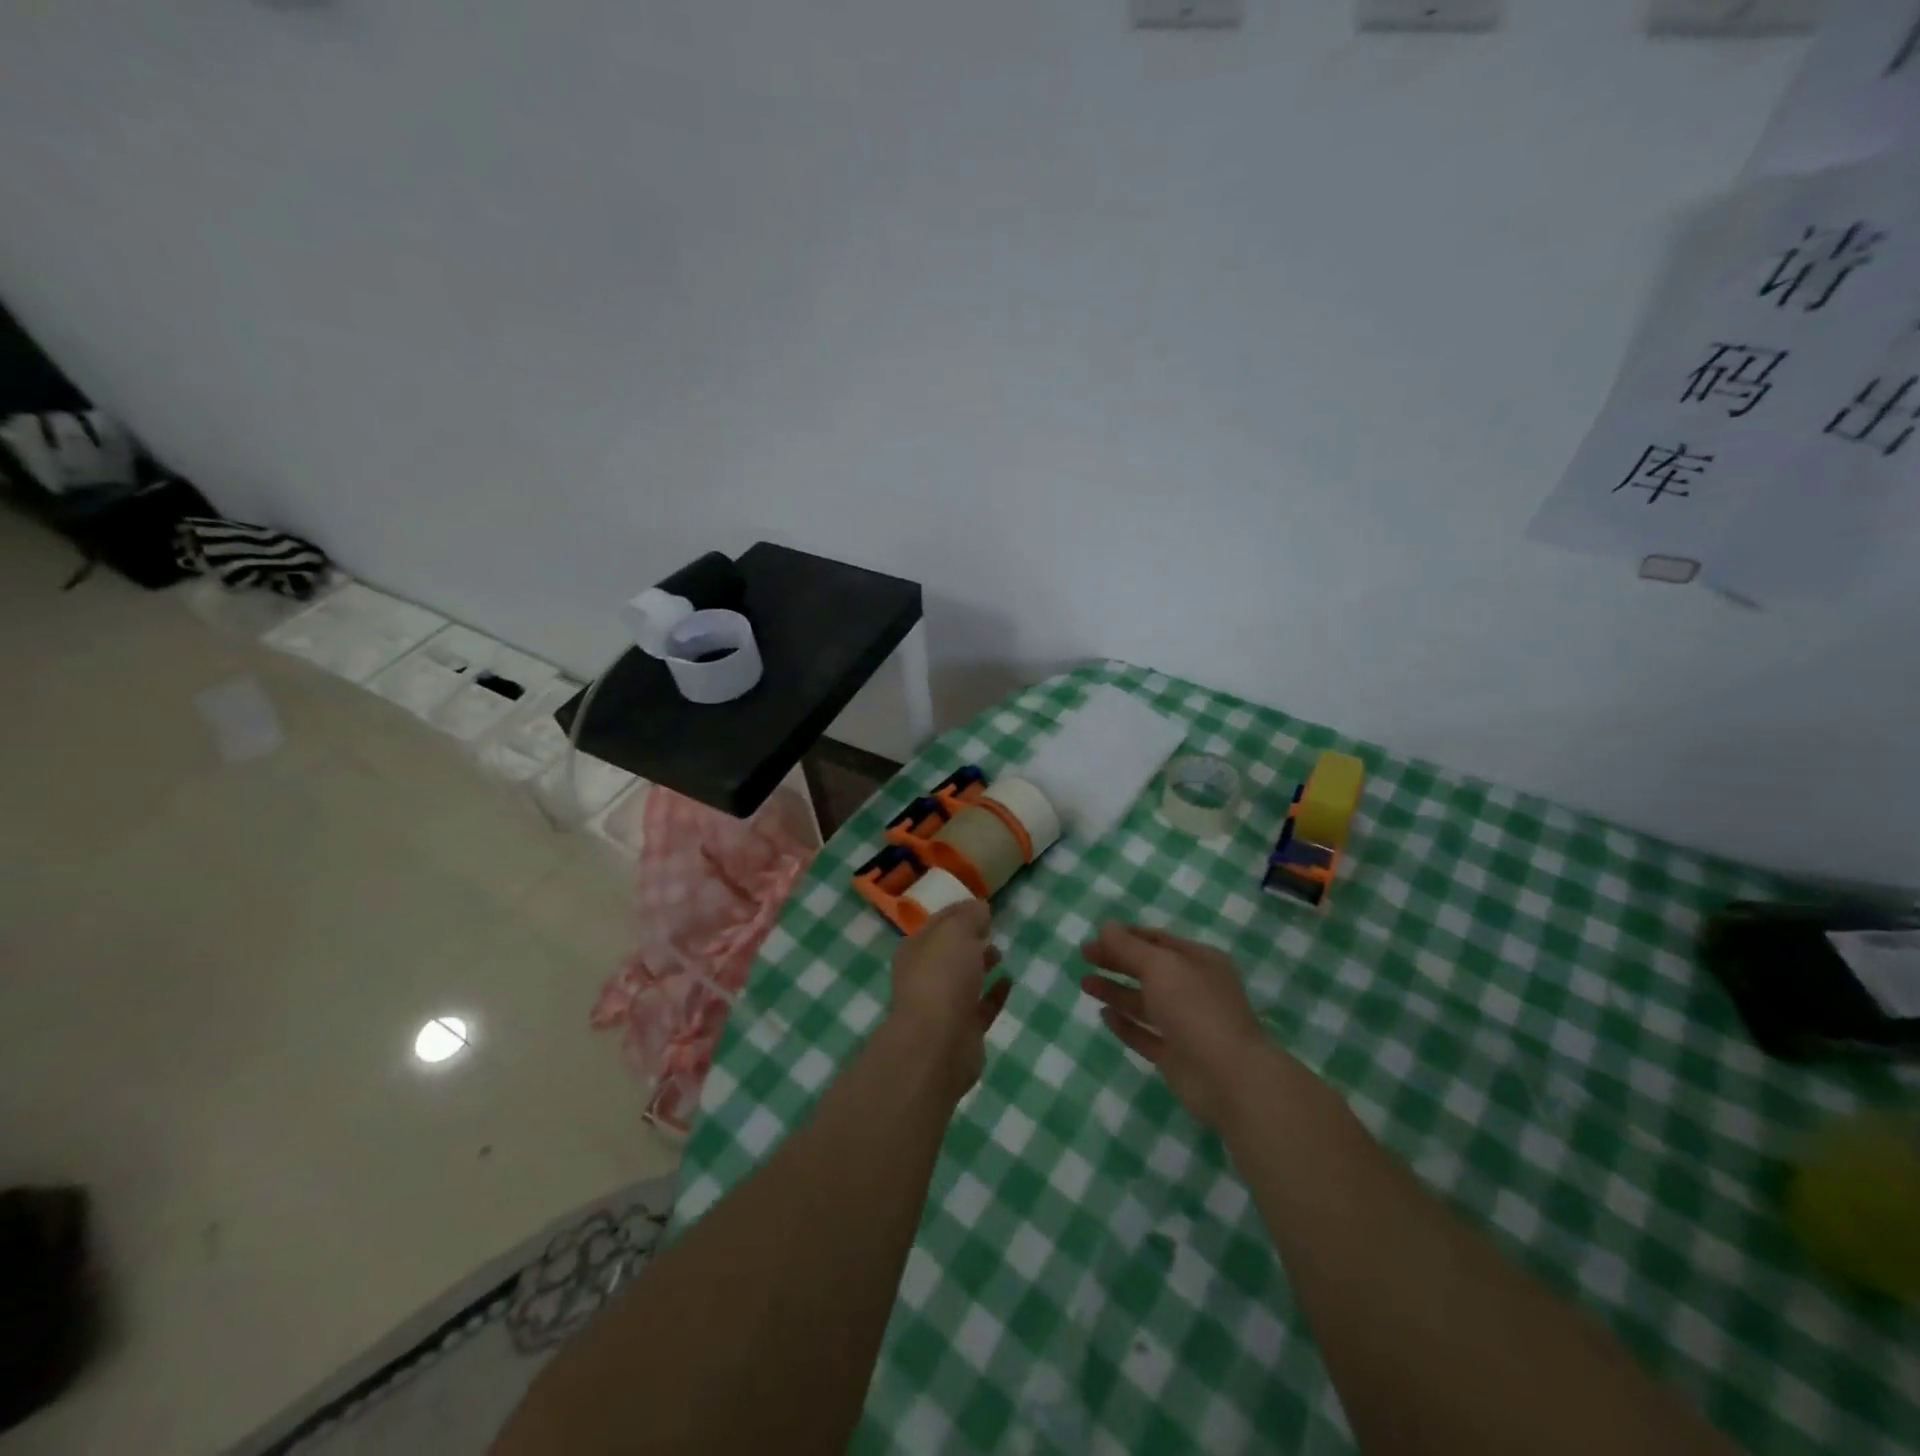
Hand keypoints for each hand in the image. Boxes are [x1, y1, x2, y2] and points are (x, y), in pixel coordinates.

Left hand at [887, 900, 1010, 1100]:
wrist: (937, 1045)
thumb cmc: (942, 978)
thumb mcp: (956, 932)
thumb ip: (969, 917)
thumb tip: (979, 908)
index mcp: (916, 949)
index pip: (939, 923)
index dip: (959, 912)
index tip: (983, 906)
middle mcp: (925, 976)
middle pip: (950, 952)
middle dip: (969, 939)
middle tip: (991, 930)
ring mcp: (943, 1006)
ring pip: (964, 979)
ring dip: (981, 964)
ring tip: (1000, 953)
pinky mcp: (963, 1031)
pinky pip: (981, 1007)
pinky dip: (994, 994)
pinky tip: (1008, 981)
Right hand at [1080, 923, 1276, 1129]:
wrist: (1229, 1078)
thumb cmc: (1196, 1009)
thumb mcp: (1161, 967)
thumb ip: (1130, 947)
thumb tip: (1105, 926)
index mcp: (1199, 961)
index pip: (1158, 940)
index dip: (1126, 936)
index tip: (1095, 936)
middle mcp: (1194, 989)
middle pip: (1149, 970)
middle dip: (1116, 961)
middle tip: (1084, 956)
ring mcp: (1186, 1025)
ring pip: (1144, 1002)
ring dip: (1116, 991)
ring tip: (1085, 984)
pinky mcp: (1176, 1056)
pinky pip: (1145, 1035)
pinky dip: (1125, 1024)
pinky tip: (1104, 1015)